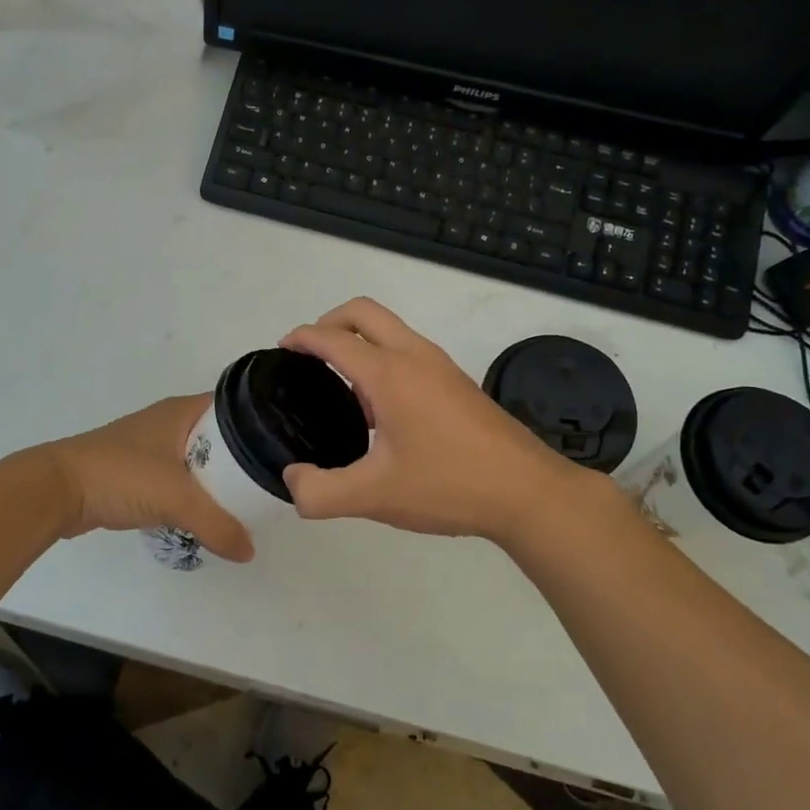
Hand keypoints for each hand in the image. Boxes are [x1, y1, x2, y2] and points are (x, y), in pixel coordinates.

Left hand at [44, 394, 255, 562]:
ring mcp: (150, 446)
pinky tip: (206, 511)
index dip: (259, 422)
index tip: (283, 446)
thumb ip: (217, 525)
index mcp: (182, 411)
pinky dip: (192, 491)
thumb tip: (249, 551)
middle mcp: (169, 421)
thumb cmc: (122, 476)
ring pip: (197, 458)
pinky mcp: (136, 470)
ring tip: (245, 499)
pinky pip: (177, 477)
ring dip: (216, 477)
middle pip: (218, 435)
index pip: (234, 407)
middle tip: (269, 481)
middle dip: (242, 457)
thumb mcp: (177, 498)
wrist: (58, 489)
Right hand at [280, 299, 584, 542]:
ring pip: (390, 329)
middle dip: (329, 321)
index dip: (301, 337)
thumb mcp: (374, 497)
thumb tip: (292, 480)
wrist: (528, 492)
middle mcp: (414, 356)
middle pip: (363, 312)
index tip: (281, 349)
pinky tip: (381, 412)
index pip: (333, 338)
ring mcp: (441, 366)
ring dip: (359, 341)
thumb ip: (321, 492)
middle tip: (309, 357)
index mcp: (389, 373)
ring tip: (342, 391)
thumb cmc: (449, 485)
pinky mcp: (457, 382)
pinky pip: (409, 350)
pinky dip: (383, 359)